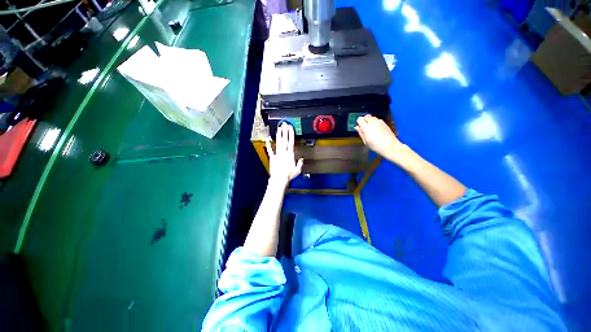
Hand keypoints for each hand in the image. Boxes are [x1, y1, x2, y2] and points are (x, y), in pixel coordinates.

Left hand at [266, 123, 303, 186]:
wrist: (279, 179)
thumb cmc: (288, 175)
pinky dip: (268, 144)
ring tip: (279, 128)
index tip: (290, 127)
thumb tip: (302, 159)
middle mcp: (284, 152)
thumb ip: (300, 163)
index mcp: (290, 154)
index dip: (291, 134)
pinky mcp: (272, 157)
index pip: (291, 141)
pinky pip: (270, 149)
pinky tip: (268, 138)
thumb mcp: (297, 170)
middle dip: (285, 131)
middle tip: (284, 124)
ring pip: (278, 142)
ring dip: (279, 135)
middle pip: (285, 140)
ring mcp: (278, 154)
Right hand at [355, 115, 406, 163]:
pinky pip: (377, 120)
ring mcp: (379, 121)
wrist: (389, 146)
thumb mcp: (365, 141)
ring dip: (370, 120)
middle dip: (364, 120)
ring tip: (371, 128)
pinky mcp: (384, 123)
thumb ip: (360, 133)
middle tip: (364, 127)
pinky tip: (376, 129)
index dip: (359, 122)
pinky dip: (375, 122)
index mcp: (365, 126)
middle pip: (366, 116)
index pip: (360, 119)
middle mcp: (372, 122)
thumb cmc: (375, 145)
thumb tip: (357, 127)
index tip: (359, 127)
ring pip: (372, 117)